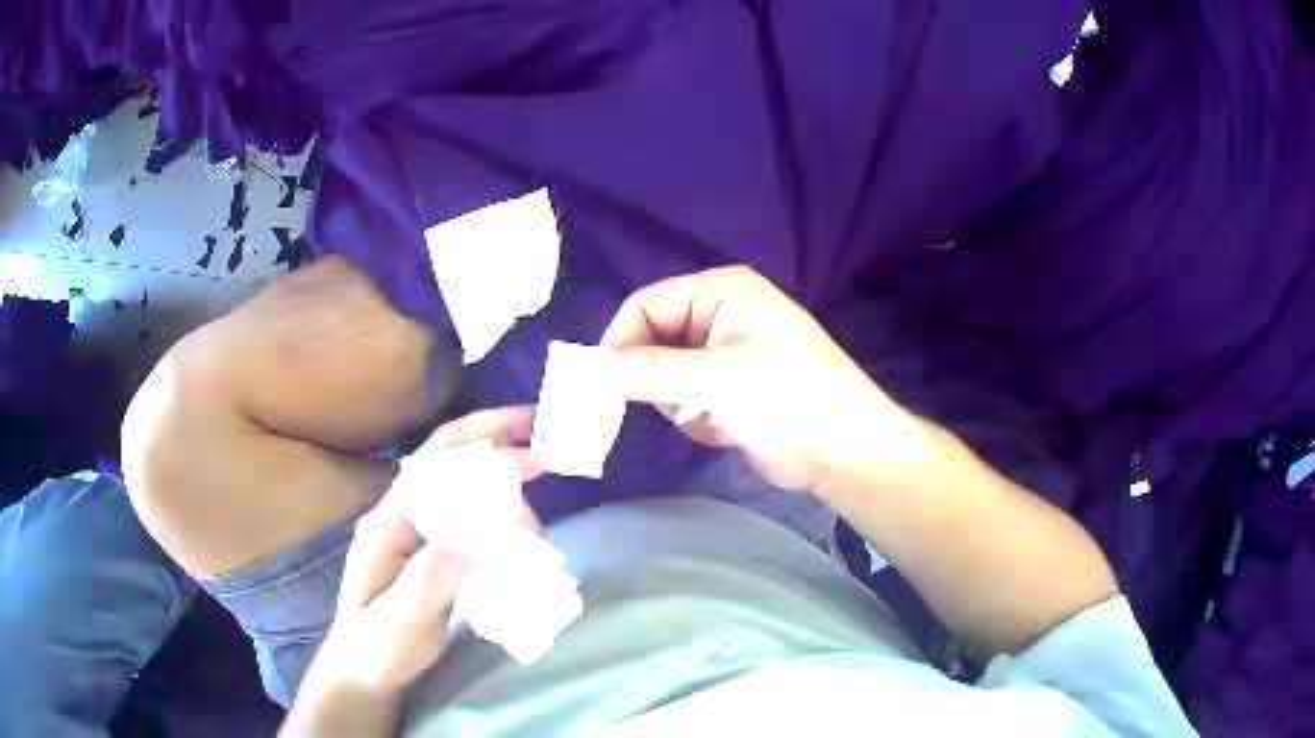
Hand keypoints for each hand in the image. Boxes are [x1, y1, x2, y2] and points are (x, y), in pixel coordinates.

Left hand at [318, 407, 544, 695]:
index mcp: (386, 524)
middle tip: (548, 450)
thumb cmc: (376, 649)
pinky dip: (500, 517)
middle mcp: (399, 515)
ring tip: (540, 528)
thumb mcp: (398, 622)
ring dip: (504, 490)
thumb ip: (429, 581)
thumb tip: (476, 541)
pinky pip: (468, 518)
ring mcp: (414, 530)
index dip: (483, 455)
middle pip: (447, 460)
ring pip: (461, 487)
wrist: (363, 670)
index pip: (434, 470)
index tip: (535, 459)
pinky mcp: (430, 549)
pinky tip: (523, 536)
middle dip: (496, 441)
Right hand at [601, 266, 922, 494]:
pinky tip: (724, 428)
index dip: (620, 339)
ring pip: (664, 373)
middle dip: (655, 377)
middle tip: (666, 405)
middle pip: (653, 338)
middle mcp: (719, 314)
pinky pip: (685, 398)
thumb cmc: (789, 399)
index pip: (647, 304)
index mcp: (720, 292)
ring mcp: (724, 353)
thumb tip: (595, 367)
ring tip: (709, 416)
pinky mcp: (728, 389)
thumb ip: (651, 370)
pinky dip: (695, 417)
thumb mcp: (718, 380)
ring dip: (679, 402)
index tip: (601, 381)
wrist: (844, 451)